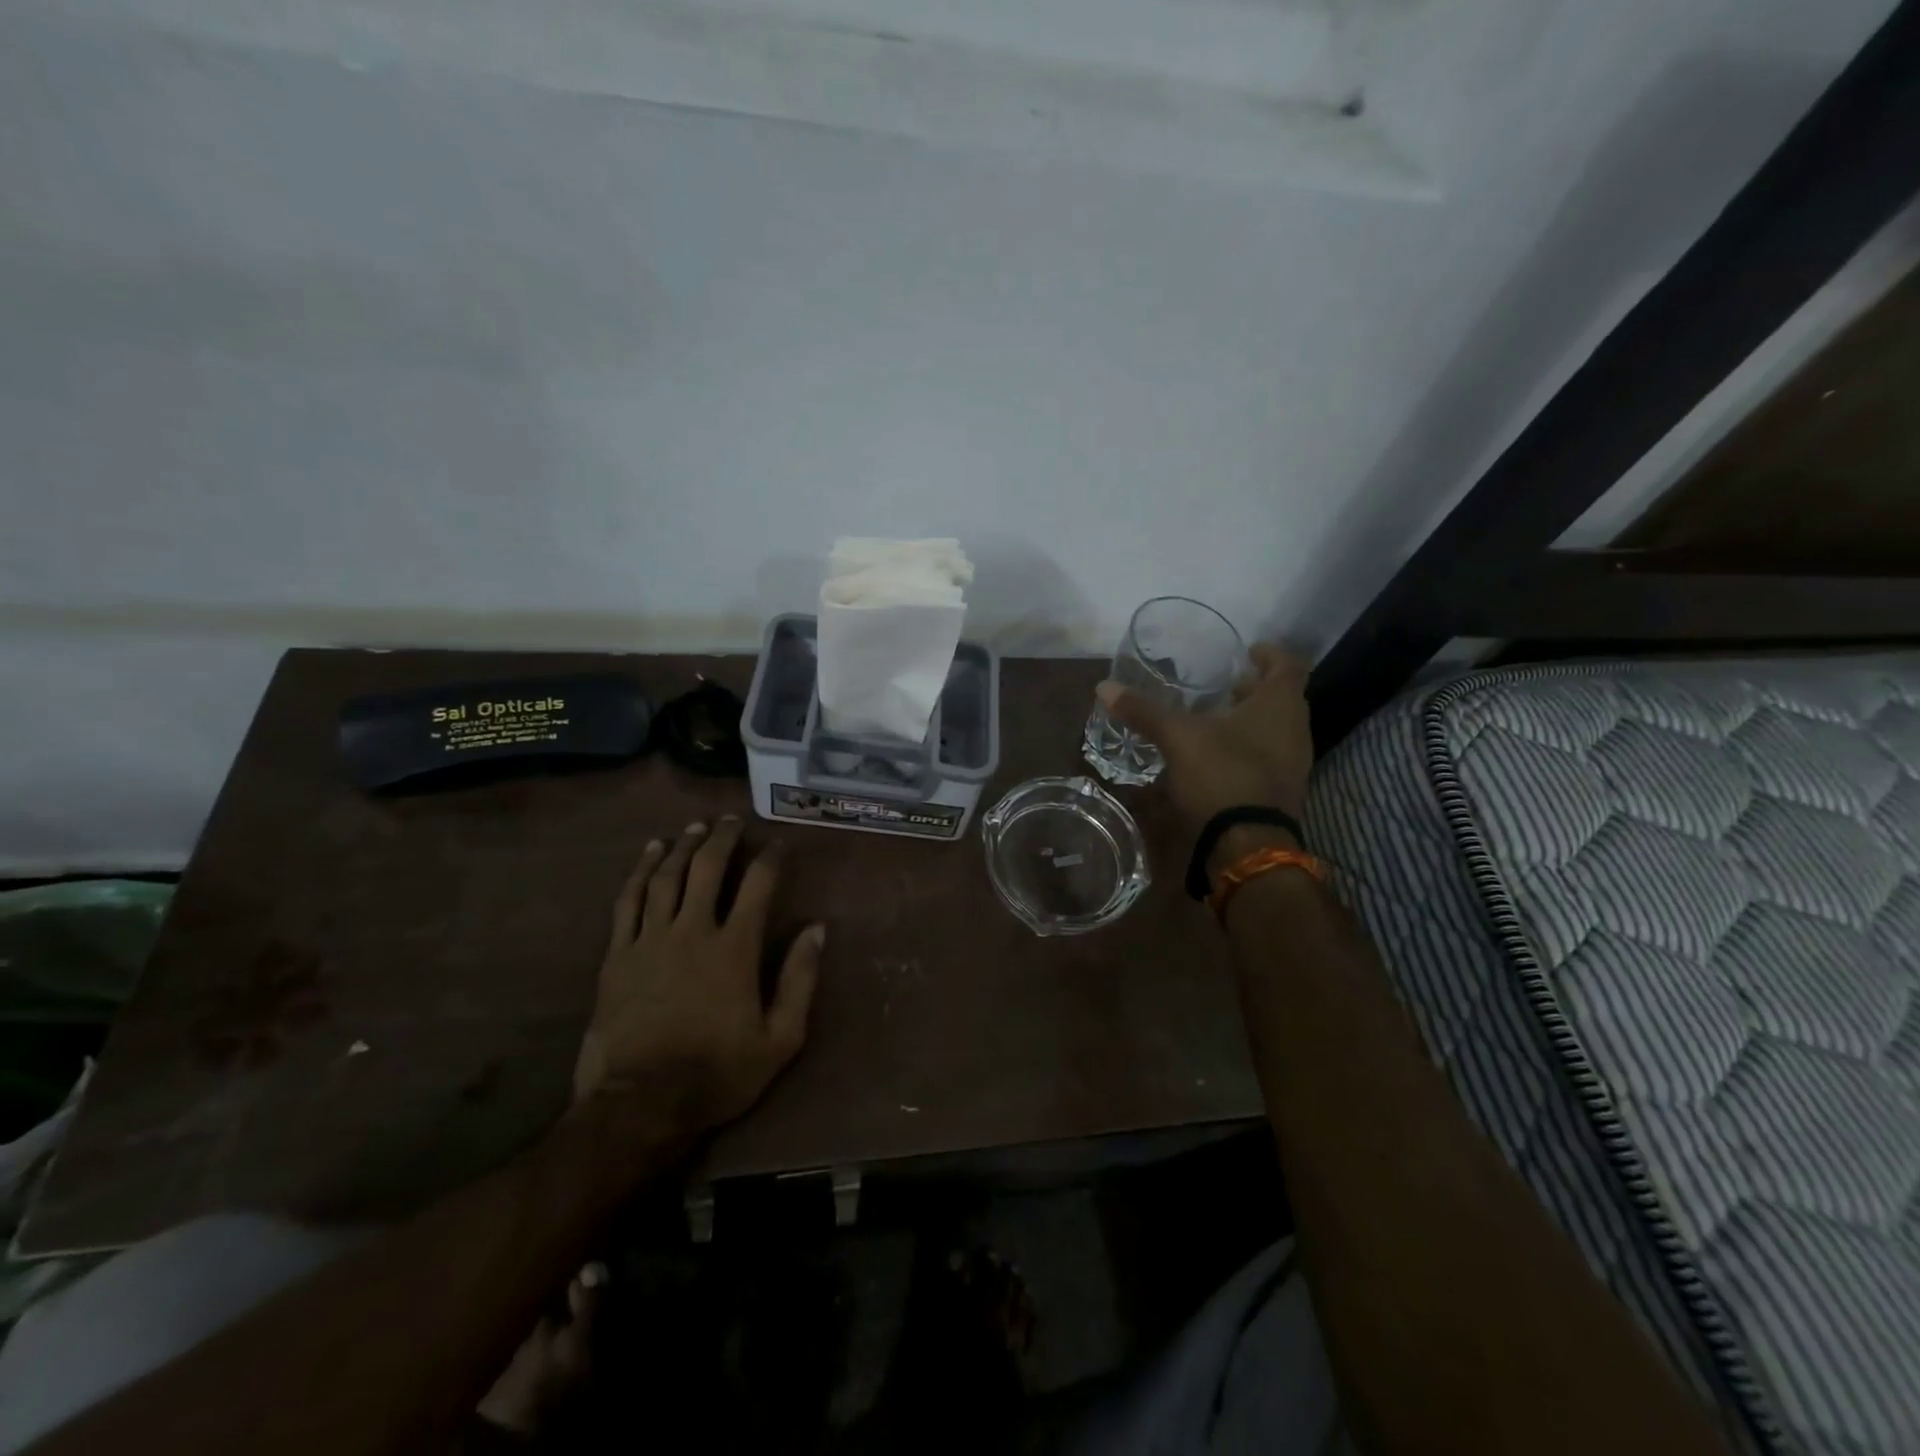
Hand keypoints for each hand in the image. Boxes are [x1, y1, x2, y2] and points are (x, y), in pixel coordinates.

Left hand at [575, 817, 825, 1136]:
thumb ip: (800, 980)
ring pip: (667, 877)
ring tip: (695, 827)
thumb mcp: (780, 1039)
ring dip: (684, 847)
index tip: (779, 843)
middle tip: (731, 820)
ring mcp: (650, 940)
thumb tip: (817, 929)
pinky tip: (650, 853)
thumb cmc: (717, 1074)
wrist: (640, 1105)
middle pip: (708, 869)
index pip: (758, 886)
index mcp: (735, 948)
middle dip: (723, 839)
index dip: (771, 858)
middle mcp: (693, 931)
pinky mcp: (618, 955)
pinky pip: (628, 900)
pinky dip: (640, 871)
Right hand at [1097, 645, 1313, 833]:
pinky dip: (1249, 747)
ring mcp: (1294, 763)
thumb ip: (1144, 711)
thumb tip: (1104, 687)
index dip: (1269, 654)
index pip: (1286, 665)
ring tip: (1216, 718)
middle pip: (1281, 698)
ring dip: (1251, 720)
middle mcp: (1296, 729)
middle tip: (1225, 685)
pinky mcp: (1283, 790)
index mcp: (1279, 705)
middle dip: (1254, 689)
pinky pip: (1270, 756)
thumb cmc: (1222, 775)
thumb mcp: (1177, 738)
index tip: (1248, 651)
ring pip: (1276, 729)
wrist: (1248, 844)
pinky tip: (1219, 755)